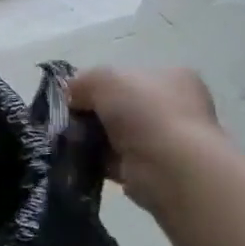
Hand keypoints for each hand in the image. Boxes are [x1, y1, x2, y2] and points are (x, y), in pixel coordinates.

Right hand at [67, 66, 222, 212]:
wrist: (169, 166)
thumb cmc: (144, 111)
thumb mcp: (103, 78)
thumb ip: (82, 82)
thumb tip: (73, 97)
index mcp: (172, 77)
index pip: (128, 76)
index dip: (97, 84)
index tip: (75, 95)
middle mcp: (175, 107)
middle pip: (120, 106)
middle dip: (93, 112)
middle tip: (69, 119)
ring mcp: (167, 140)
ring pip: (116, 134)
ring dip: (93, 138)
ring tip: (70, 140)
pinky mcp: (154, 169)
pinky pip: (115, 159)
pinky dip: (97, 159)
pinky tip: (80, 158)